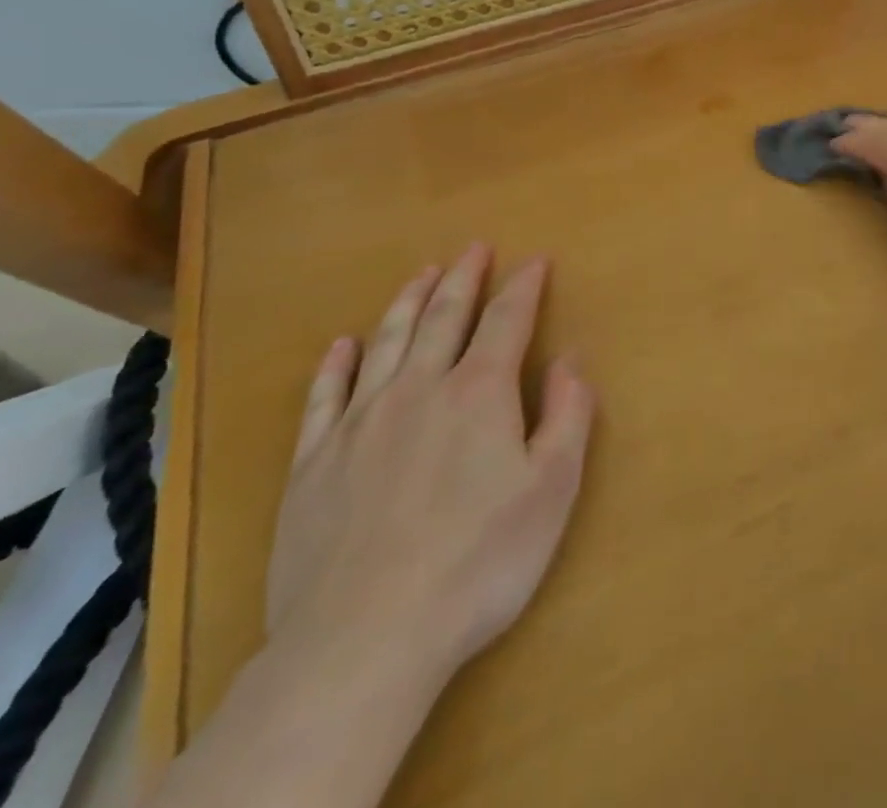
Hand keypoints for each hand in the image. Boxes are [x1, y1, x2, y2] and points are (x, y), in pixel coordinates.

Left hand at [265, 243, 594, 684]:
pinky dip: (337, 364)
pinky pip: (324, 396)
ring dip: (408, 301)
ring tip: (423, 272)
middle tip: (474, 248)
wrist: (364, 640)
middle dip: (464, 278)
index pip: (508, 320)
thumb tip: (573, 359)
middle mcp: (419, 389)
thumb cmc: (478, 562)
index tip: (535, 260)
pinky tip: (344, 344)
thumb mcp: (552, 489)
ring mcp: (360, 423)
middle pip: (444, 316)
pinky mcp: (313, 463)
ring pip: (388, 342)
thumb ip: (568, 414)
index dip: (524, 286)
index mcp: (479, 393)